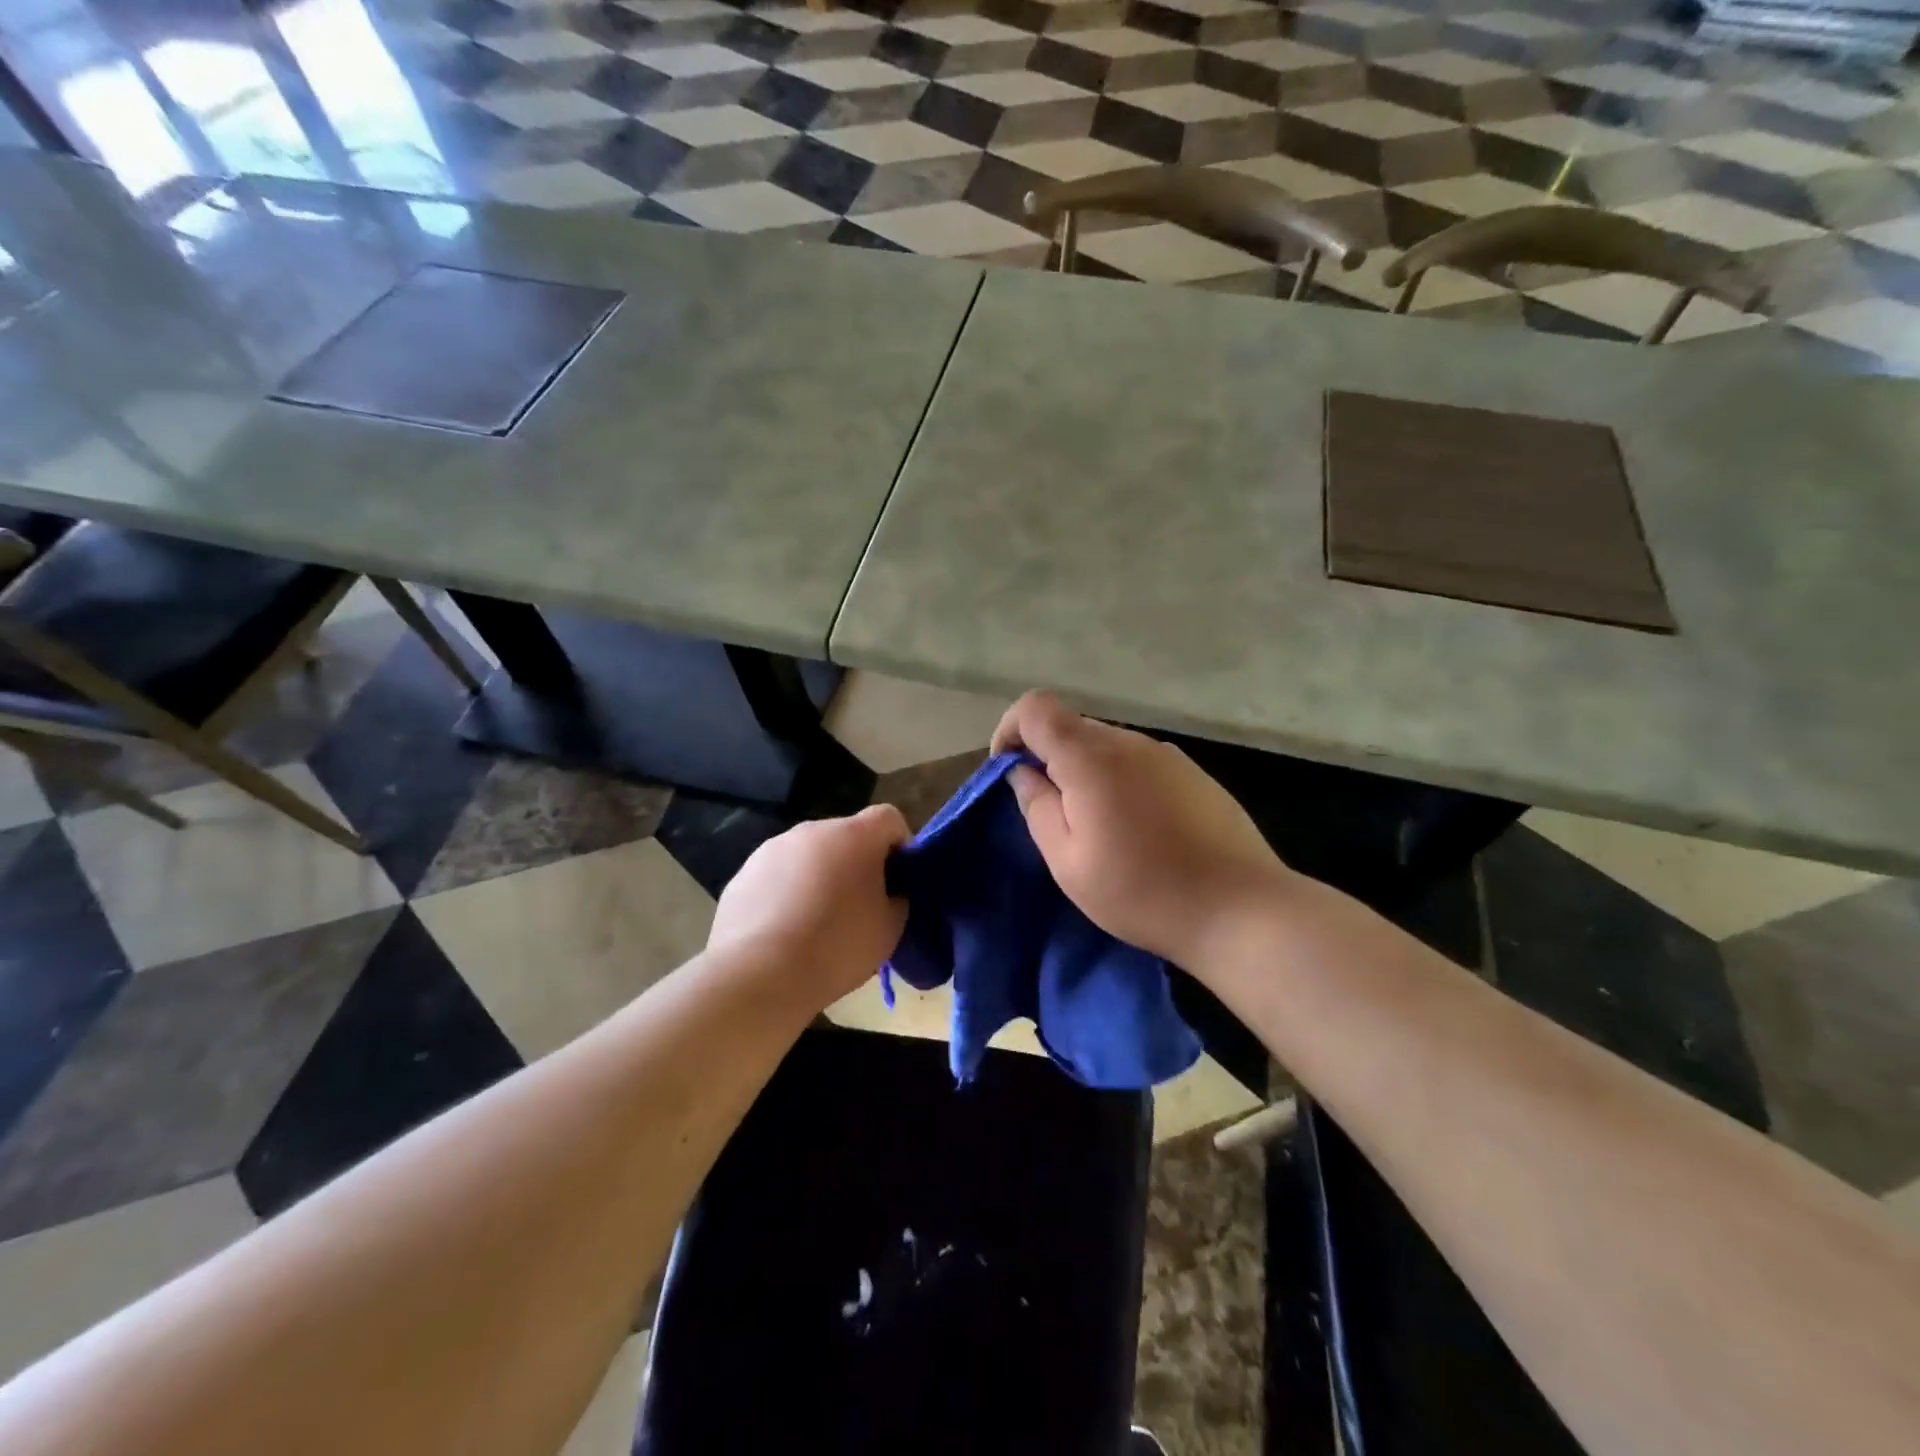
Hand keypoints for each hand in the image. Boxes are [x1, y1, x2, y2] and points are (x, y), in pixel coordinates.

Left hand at [707, 804, 909, 1006]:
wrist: (758, 975)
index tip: (898, 879)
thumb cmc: (836, 947)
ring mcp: (773, 848)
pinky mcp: (744, 872)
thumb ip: (897, 898)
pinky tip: (785, 931)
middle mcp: (813, 830)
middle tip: (859, 906)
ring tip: (817, 922)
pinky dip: (788, 892)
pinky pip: (779, 875)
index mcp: (854, 836)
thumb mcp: (890, 929)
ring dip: (820, 876)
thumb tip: (888, 892)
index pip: (888, 817)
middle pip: (846, 835)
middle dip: (857, 862)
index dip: (899, 844)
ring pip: (810, 855)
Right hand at [992, 692, 1294, 969]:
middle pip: (1071, 725)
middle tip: (1051, 812)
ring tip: (1095, 827)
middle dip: (1047, 757)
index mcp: (1091, 757)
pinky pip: (1138, 762)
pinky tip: (1136, 828)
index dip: (1011, 730)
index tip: (1008, 771)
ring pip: (1105, 745)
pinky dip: (1118, 780)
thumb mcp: (1068, 861)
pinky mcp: (1192, 773)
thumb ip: (1037, 806)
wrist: (1240, 909)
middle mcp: (1129, 742)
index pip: (1036, 707)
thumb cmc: (1141, 891)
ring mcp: (1167, 754)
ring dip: (1085, 771)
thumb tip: (1023, 773)